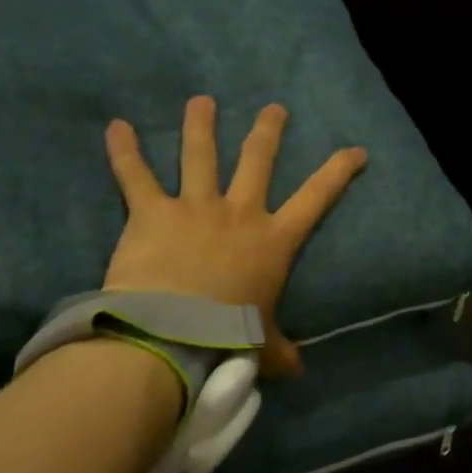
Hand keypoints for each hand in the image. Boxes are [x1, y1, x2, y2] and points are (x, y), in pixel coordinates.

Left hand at [102, 96, 367, 378]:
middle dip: (268, 131)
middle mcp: (240, 212)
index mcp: (274, 239)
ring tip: (202, 100)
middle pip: (258, 160)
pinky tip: (116, 126)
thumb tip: (299, 372)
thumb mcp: (261, 346)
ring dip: (201, 124)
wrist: (171, 335)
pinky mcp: (152, 212)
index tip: (356, 149)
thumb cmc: (226, 337)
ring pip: (200, 154)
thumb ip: (279, 352)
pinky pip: (136, 176)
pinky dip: (124, 151)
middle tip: (274, 109)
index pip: (317, 197)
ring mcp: (196, 206)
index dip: (339, 170)